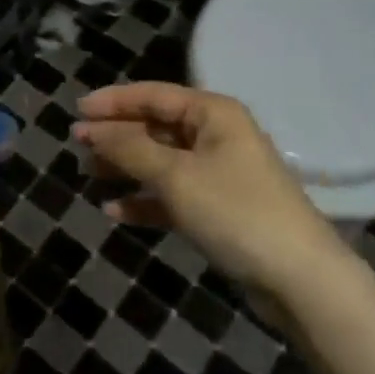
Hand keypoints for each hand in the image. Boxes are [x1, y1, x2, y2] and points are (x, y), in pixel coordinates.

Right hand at [76, 82, 340, 286]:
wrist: (298, 278)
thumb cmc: (234, 211)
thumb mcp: (175, 175)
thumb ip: (130, 148)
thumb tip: (92, 129)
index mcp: (213, 114)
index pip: (153, 95)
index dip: (113, 101)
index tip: (76, 110)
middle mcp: (216, 136)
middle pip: (156, 127)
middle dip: (116, 135)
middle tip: (76, 143)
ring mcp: (219, 174)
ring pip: (161, 161)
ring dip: (126, 167)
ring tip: (89, 174)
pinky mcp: (219, 209)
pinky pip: (173, 195)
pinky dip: (145, 200)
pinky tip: (115, 211)